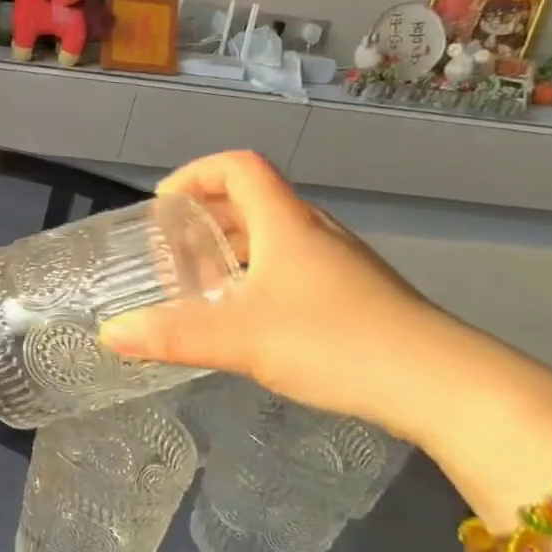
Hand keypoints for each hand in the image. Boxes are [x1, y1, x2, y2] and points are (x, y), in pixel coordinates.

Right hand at [99, 151, 471, 439]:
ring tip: (201, 285)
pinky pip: (293, 265)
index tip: (162, 205)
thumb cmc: (334, 341)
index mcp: (285, 222)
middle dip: (204, 217)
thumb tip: (109, 335)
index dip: (195, 174)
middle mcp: (313, 231)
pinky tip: (247, 317)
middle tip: (172, 251)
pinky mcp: (355, 295)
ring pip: (274, 235)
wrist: (442, 385)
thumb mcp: (239, 338)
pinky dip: (257, 275)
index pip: (238, 166)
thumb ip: (170, 335)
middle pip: (252, 199)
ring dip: (231, 248)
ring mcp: (339, 263)